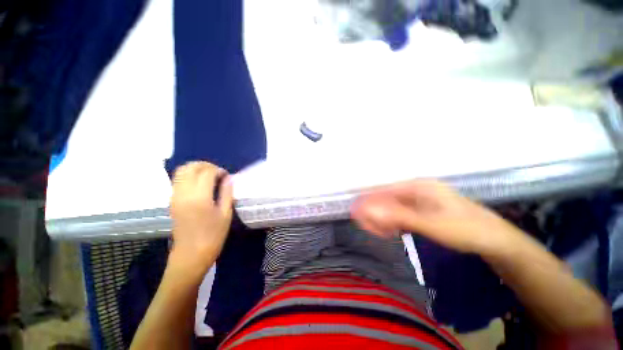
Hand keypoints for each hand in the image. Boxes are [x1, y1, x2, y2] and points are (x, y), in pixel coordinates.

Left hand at [169, 162, 232, 270]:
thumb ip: (227, 193)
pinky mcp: (172, 200)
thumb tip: (228, 178)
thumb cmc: (213, 235)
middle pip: (191, 167)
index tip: (226, 176)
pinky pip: (178, 180)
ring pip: (181, 171)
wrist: (191, 254)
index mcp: (200, 197)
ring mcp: (175, 196)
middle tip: (217, 173)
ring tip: (208, 176)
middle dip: (206, 165)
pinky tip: (200, 184)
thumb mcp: (226, 214)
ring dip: (196, 169)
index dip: (219, 170)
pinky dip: (189, 175)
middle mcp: (184, 193)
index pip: (207, 172)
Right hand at [351, 180, 521, 254]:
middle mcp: (415, 190)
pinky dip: (392, 223)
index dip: (368, 200)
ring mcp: (418, 201)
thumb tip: (369, 211)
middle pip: (386, 199)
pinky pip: (400, 215)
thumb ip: (398, 217)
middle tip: (366, 227)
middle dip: (374, 212)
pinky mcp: (421, 211)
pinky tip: (390, 232)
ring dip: (382, 219)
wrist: (494, 240)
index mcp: (417, 186)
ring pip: (392, 208)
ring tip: (378, 232)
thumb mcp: (430, 224)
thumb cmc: (465, 228)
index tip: (355, 212)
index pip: (384, 190)